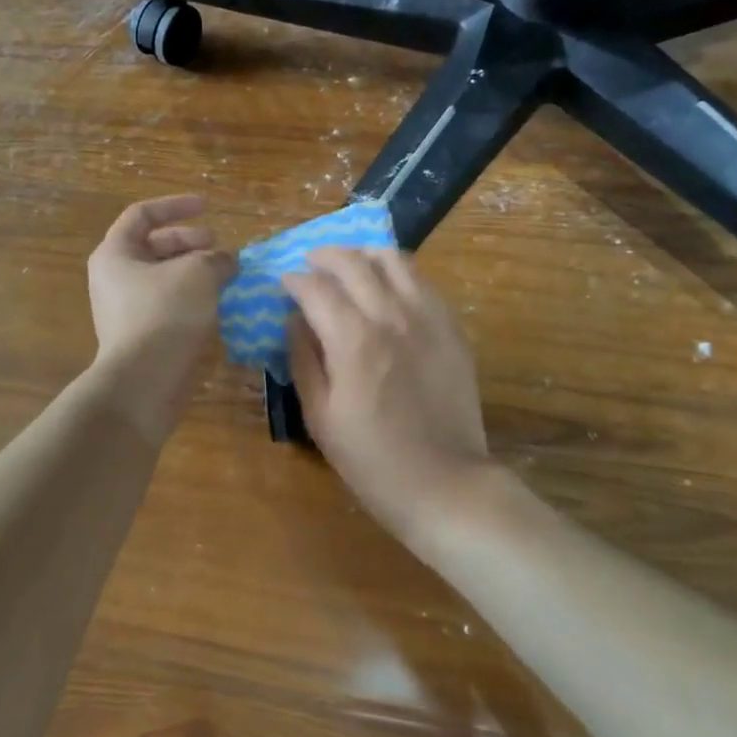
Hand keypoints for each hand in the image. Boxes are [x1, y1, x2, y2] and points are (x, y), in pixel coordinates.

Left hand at [88, 196, 235, 436]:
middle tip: (220, 249)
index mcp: (115, 253)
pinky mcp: (142, 335)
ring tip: (226, 276)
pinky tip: (218, 304)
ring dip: (195, 272)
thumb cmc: (165, 314)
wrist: (144, 381)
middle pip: (154, 246)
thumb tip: (227, 260)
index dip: (176, 206)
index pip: (142, 215)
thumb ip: (216, 258)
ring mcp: (126, 309)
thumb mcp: (198, 273)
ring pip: (165, 278)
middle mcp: (114, 278)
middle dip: (191, 242)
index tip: (208, 207)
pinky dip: (193, 298)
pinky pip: (168, 305)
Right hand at [284, 249, 494, 543]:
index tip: (284, 284)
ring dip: (364, 254)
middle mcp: (391, 316)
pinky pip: (422, 281)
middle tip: (311, 264)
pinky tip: (388, 287)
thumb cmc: (371, 458)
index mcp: (353, 339)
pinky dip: (398, 273)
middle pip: (353, 262)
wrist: (444, 482)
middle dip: (325, 256)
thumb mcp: (320, 416)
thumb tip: (293, 319)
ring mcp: (427, 317)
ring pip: (394, 260)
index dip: (293, 280)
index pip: (315, 288)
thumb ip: (303, 359)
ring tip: (350, 264)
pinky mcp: (451, 327)